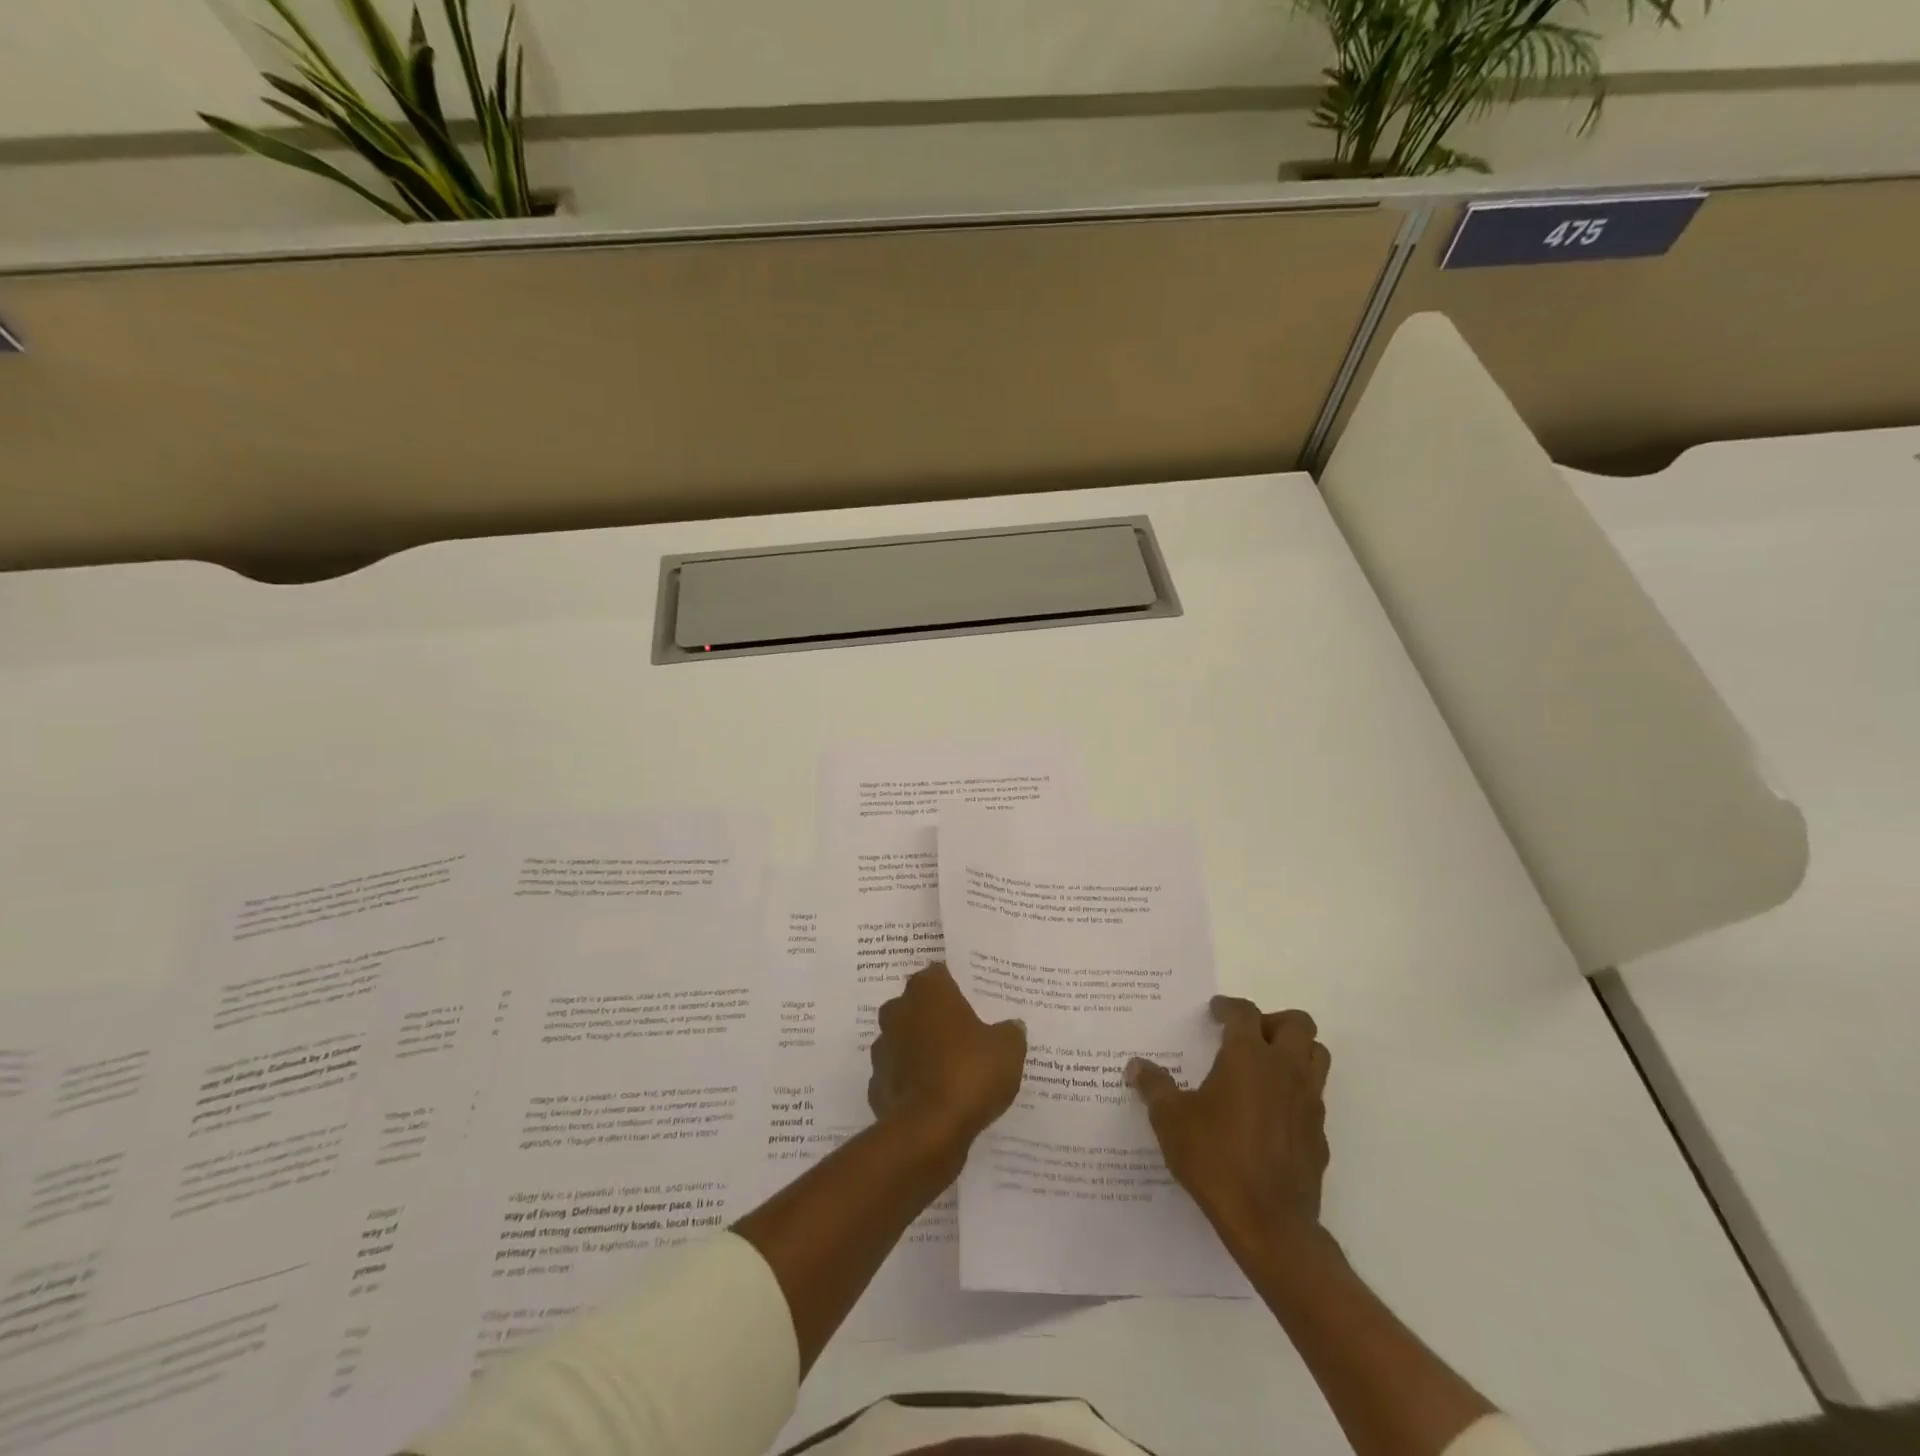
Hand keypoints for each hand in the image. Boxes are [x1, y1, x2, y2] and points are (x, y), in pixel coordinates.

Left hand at [869, 962, 1026, 1157]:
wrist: (928, 1132)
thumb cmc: (969, 1073)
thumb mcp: (1008, 1049)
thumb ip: (1010, 1031)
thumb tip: (1011, 1026)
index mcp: (928, 991)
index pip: (940, 974)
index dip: (957, 986)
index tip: (974, 1000)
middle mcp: (898, 1011)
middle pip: (918, 1005)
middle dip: (936, 1016)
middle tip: (965, 1033)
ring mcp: (883, 1048)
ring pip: (904, 1040)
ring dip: (921, 1049)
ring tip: (950, 1068)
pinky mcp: (876, 1085)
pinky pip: (898, 1076)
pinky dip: (912, 1083)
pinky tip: (933, 1097)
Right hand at [1127, 996, 1330, 1251]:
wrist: (1270, 1224)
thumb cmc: (1216, 1159)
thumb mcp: (1171, 1120)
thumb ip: (1154, 1087)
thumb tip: (1136, 1066)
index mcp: (1249, 1057)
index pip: (1245, 1013)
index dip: (1228, 1007)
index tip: (1214, 1012)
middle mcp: (1285, 1070)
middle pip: (1298, 1023)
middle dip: (1272, 1021)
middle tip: (1247, 1037)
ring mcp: (1309, 1102)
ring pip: (1316, 1056)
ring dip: (1294, 1051)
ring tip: (1264, 1067)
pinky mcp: (1319, 1135)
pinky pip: (1314, 1097)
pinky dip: (1296, 1092)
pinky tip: (1270, 1114)